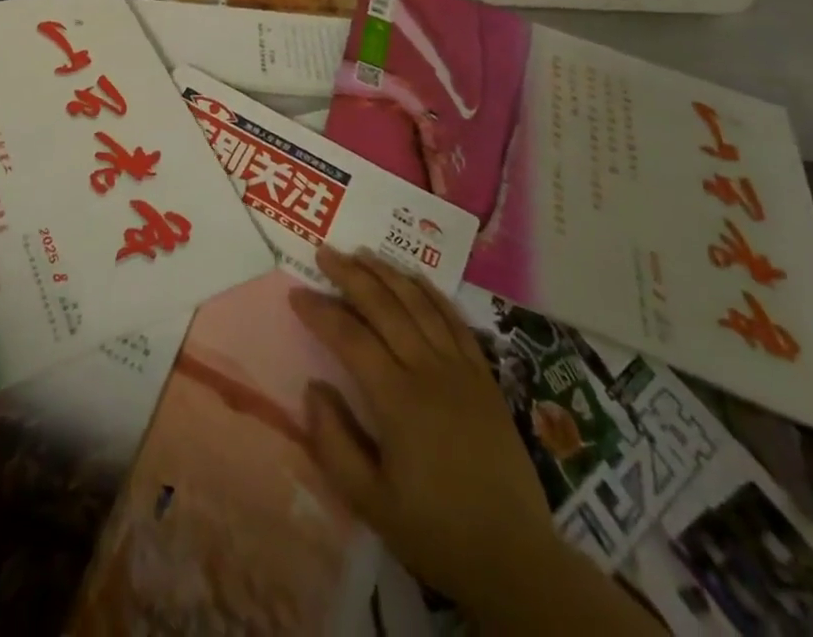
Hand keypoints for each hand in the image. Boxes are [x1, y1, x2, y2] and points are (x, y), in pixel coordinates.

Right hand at [290, 246, 565, 620]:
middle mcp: (429, 372)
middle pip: (385, 307)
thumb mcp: (371, 503)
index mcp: (398, 401)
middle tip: (324, 252)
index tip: (296, 294)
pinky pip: (455, 320)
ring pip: (419, 304)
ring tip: (362, 253)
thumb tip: (313, 387)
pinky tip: (414, 279)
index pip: (351, 339)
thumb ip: (333, 443)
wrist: (516, 559)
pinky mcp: (484, 376)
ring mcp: (461, 369)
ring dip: (388, 274)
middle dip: (351, 275)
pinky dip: (431, 293)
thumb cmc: (436, 532)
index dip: (321, 312)